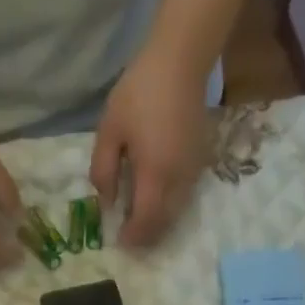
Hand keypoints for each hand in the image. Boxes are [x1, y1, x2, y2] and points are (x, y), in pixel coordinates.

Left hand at [90, 47, 210, 248]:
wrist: (181, 61)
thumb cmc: (139, 92)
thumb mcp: (109, 131)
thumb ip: (104, 171)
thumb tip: (107, 203)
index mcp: (154, 174)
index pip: (145, 220)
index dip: (133, 236)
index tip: (120, 243)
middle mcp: (178, 180)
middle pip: (164, 222)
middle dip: (147, 236)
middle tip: (130, 239)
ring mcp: (193, 171)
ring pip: (177, 211)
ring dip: (159, 222)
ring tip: (141, 223)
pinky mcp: (200, 161)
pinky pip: (184, 195)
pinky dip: (169, 206)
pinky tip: (155, 199)